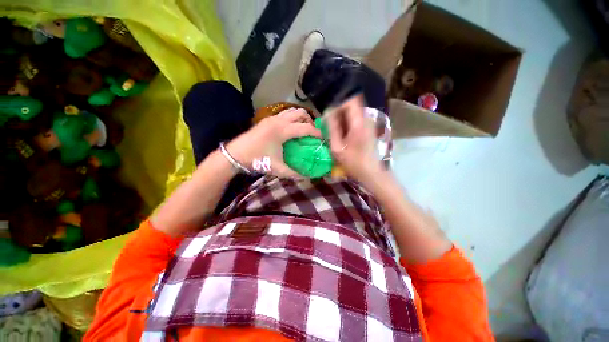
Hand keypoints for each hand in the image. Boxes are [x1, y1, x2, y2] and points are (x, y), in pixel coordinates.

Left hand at [227, 107, 320, 177]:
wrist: (235, 154)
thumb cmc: (257, 160)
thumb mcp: (277, 168)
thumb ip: (293, 173)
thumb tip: (305, 177)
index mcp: (283, 130)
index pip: (305, 128)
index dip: (316, 133)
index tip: (322, 138)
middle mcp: (279, 120)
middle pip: (300, 113)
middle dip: (310, 121)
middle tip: (312, 133)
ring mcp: (272, 118)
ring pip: (292, 111)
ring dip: (300, 118)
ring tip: (303, 130)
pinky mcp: (267, 119)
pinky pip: (284, 114)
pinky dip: (292, 118)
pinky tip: (291, 130)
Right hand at [327, 95, 380, 181]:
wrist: (370, 172)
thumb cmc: (353, 162)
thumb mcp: (337, 147)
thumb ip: (332, 128)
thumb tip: (327, 112)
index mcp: (358, 123)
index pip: (350, 100)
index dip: (338, 103)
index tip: (330, 114)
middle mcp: (366, 119)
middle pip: (352, 104)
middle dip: (339, 111)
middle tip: (330, 124)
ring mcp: (369, 123)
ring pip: (353, 111)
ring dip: (342, 117)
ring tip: (335, 130)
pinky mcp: (368, 128)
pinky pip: (356, 118)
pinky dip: (347, 122)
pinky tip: (342, 134)